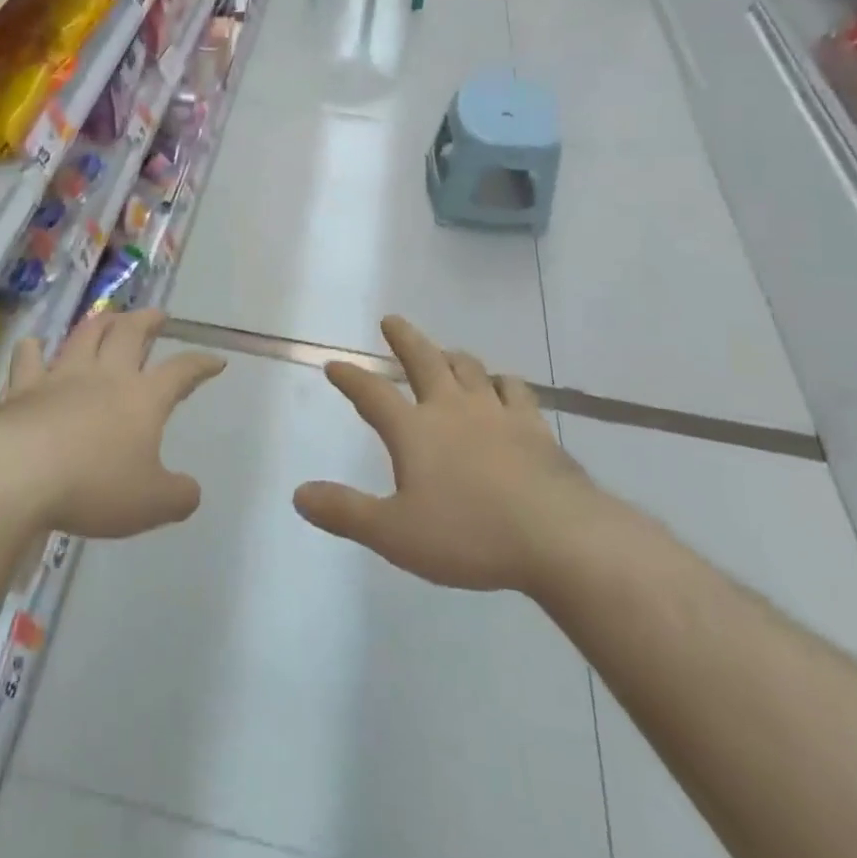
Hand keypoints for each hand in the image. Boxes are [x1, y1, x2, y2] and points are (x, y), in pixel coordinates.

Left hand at [0, 309, 224, 538]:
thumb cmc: (94, 486)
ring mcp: (63, 376)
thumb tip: (191, 490)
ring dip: (102, 321)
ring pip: (86, 335)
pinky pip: (29, 359)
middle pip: (131, 333)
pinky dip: (33, 349)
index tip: (216, 360)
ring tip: (110, 315)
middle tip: (157, 315)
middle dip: (148, 320)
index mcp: (143, 398)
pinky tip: (33, 344)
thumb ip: (178, 496)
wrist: (20, 474)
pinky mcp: (24, 387)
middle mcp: (106, 376)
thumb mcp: (151, 504)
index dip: (201, 364)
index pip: (181, 372)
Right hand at [293, 316, 601, 591]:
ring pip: (468, 368)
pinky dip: (501, 382)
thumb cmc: (469, 535)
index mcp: (414, 430)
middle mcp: (451, 408)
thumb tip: (298, 494)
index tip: (334, 364)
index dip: (350, 378)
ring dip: (451, 356)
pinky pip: (513, 390)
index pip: (372, 394)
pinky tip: (502, 387)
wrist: (558, 537)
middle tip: (391, 320)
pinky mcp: (534, 426)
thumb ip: (345, 512)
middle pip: (423, 360)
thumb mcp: (394, 533)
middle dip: (403, 338)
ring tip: (444, 353)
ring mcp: (496, 412)